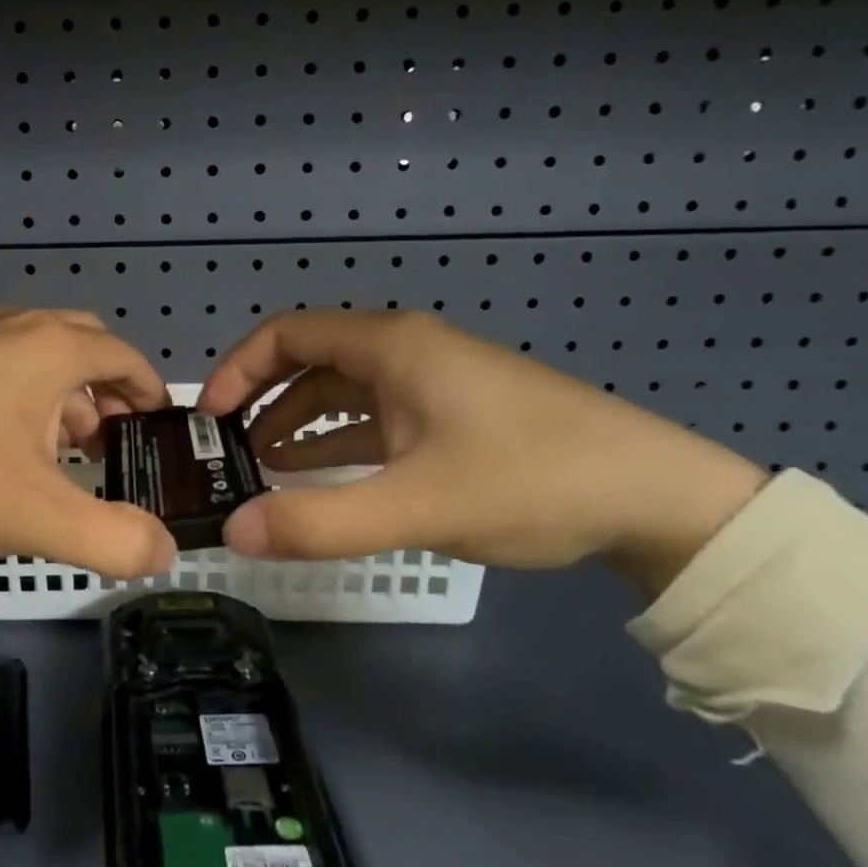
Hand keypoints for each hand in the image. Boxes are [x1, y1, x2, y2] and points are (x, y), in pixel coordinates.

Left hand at [0, 309, 178, 579]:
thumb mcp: (36, 517)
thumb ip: (112, 540)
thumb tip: (165, 553)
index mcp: (50, 348)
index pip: (124, 356)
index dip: (150, 390)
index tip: (160, 428)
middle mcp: (16, 327)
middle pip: (86, 344)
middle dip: (110, 389)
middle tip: (114, 439)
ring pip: (42, 353)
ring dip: (67, 393)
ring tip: (65, 447)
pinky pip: (4, 362)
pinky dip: (27, 390)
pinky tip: (8, 438)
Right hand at [196, 310, 768, 596]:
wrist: (659, 497)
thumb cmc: (531, 480)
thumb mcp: (417, 506)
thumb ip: (320, 522)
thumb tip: (233, 532)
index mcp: (391, 347)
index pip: (286, 334)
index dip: (237, 369)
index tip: (208, 417)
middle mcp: (405, 351)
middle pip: (309, 358)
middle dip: (260, 398)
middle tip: (226, 446)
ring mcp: (432, 382)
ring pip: (342, 390)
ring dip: (297, 421)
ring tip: (260, 465)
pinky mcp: (452, 413)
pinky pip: (375, 416)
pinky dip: (338, 439)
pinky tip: (319, 474)